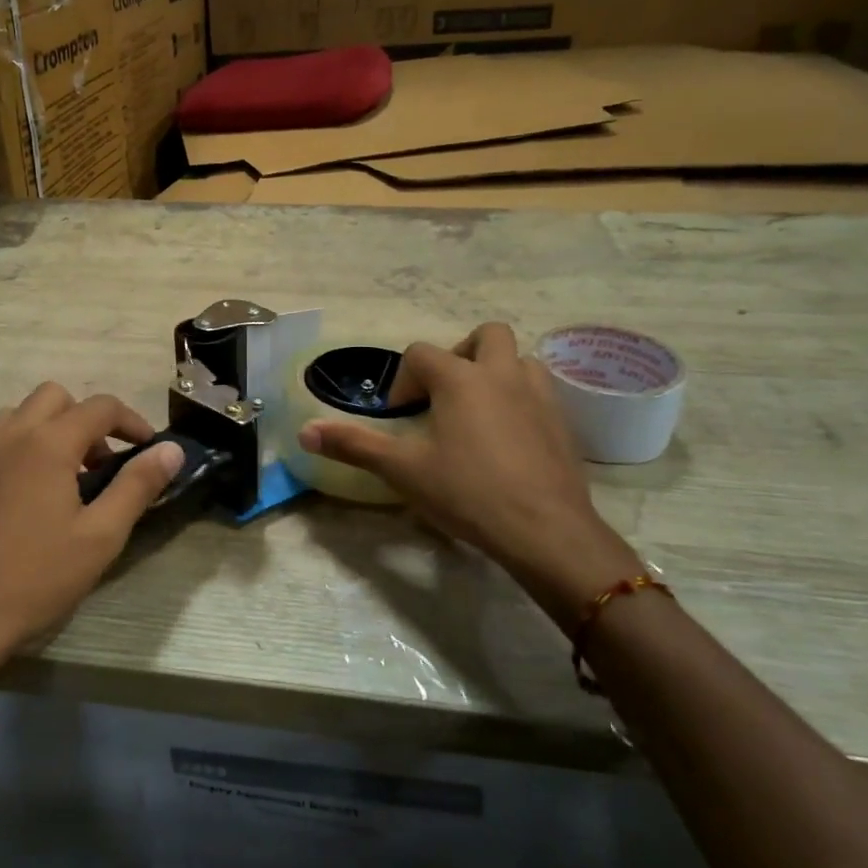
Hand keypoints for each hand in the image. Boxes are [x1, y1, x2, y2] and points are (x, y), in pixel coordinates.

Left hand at [0, 383, 183, 666]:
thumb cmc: (36, 577)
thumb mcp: (101, 535)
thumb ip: (138, 485)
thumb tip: (172, 449)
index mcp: (48, 442)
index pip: (100, 407)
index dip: (132, 421)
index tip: (148, 448)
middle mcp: (10, 434)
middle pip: (56, 396)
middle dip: (87, 419)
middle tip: (101, 464)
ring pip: (21, 414)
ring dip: (51, 428)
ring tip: (65, 476)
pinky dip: (22, 445)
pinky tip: (28, 494)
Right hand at [297, 322, 638, 626]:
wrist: (546, 531)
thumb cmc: (468, 493)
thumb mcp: (402, 470)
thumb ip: (353, 445)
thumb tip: (304, 430)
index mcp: (460, 378)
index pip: (421, 353)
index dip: (403, 380)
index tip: (400, 417)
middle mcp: (502, 374)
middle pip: (485, 335)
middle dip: (461, 354)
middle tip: (445, 394)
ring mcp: (539, 396)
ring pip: (520, 360)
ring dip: (497, 373)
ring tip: (478, 412)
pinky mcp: (563, 424)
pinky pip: (540, 393)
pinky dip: (520, 401)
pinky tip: (508, 440)